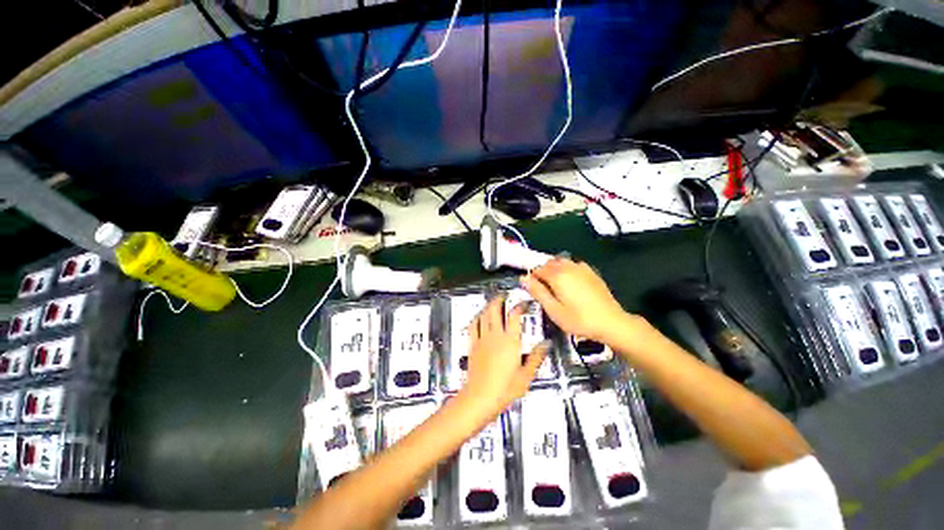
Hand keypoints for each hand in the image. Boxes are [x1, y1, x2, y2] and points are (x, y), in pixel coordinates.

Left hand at [458, 296, 548, 423]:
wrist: (480, 397)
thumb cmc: (504, 389)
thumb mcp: (526, 375)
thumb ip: (536, 357)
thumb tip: (546, 344)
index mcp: (510, 341)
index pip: (514, 315)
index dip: (519, 305)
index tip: (524, 303)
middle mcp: (495, 335)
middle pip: (495, 309)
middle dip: (500, 299)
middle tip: (505, 295)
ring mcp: (482, 339)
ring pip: (483, 314)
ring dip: (488, 305)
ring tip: (494, 302)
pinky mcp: (473, 345)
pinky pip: (473, 326)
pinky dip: (477, 317)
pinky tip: (479, 316)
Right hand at [521, 258, 641, 342]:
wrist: (611, 322)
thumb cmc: (579, 320)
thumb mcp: (554, 310)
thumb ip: (538, 292)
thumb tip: (523, 278)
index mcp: (557, 275)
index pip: (537, 269)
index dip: (532, 279)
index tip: (533, 292)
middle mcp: (568, 267)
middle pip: (548, 263)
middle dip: (543, 273)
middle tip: (545, 291)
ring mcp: (581, 268)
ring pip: (561, 262)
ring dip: (554, 270)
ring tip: (557, 287)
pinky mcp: (591, 272)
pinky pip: (573, 265)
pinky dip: (567, 270)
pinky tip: (571, 283)